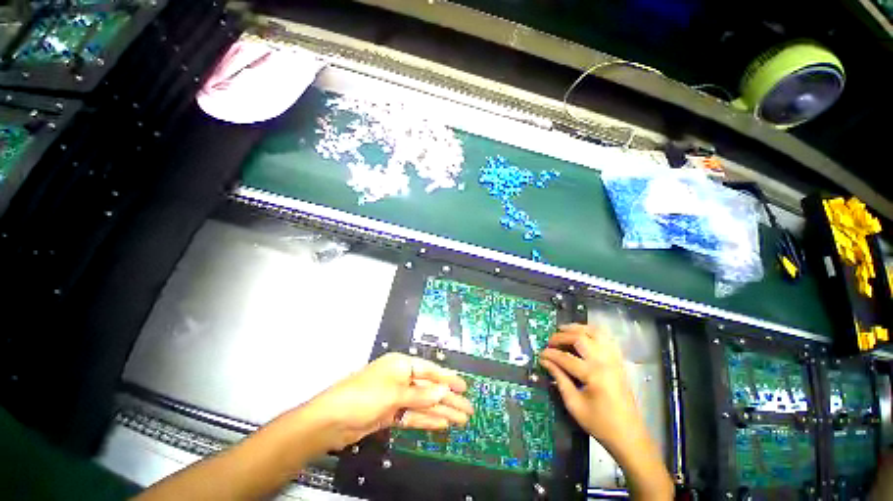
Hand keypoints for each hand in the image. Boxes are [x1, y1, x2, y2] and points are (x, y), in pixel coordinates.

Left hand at [298, 352, 473, 452]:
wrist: (332, 421)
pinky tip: (441, 424)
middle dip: (448, 398)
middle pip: (429, 388)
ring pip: (423, 404)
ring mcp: (395, 398)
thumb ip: (421, 395)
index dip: (448, 378)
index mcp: (401, 365)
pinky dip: (426, 420)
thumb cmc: (364, 396)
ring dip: (441, 411)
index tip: (464, 387)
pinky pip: (413, 416)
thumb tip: (444, 391)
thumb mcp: (394, 393)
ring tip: (460, 419)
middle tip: (467, 408)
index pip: (430, 371)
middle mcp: (400, 379)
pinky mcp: (390, 414)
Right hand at [540, 324, 672, 499]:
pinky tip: (583, 335)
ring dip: (577, 328)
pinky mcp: (619, 362)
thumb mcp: (574, 405)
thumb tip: (545, 362)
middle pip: (579, 338)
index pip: (565, 357)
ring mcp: (614, 360)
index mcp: (593, 374)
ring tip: (564, 330)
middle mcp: (605, 362)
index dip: (550, 354)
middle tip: (550, 342)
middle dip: (561, 337)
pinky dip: (593, 332)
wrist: (629, 436)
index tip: (540, 354)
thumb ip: (559, 379)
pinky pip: (607, 338)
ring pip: (595, 332)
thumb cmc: (600, 424)